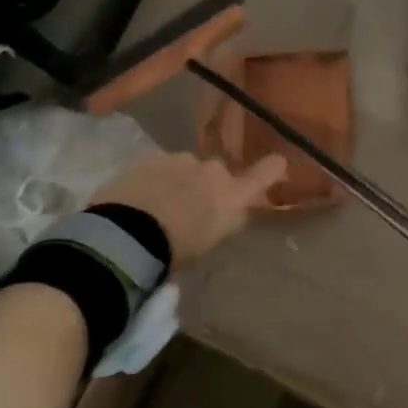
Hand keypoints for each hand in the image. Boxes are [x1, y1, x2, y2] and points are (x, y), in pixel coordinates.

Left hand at [91, 150, 286, 266]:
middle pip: (216, 174)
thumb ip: (224, 220)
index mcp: (232, 196)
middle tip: (189, 209)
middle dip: (206, 185)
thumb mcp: (210, 241)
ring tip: (157, 206)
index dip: (272, 168)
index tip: (279, 162)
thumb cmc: (176, 249)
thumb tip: (229, 211)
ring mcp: (181, 160)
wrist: (128, 235)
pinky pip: (159, 167)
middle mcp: (213, 171)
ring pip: (185, 168)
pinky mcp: (150, 157)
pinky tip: (138, 198)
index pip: (264, 176)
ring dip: (178, 181)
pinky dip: (154, 179)